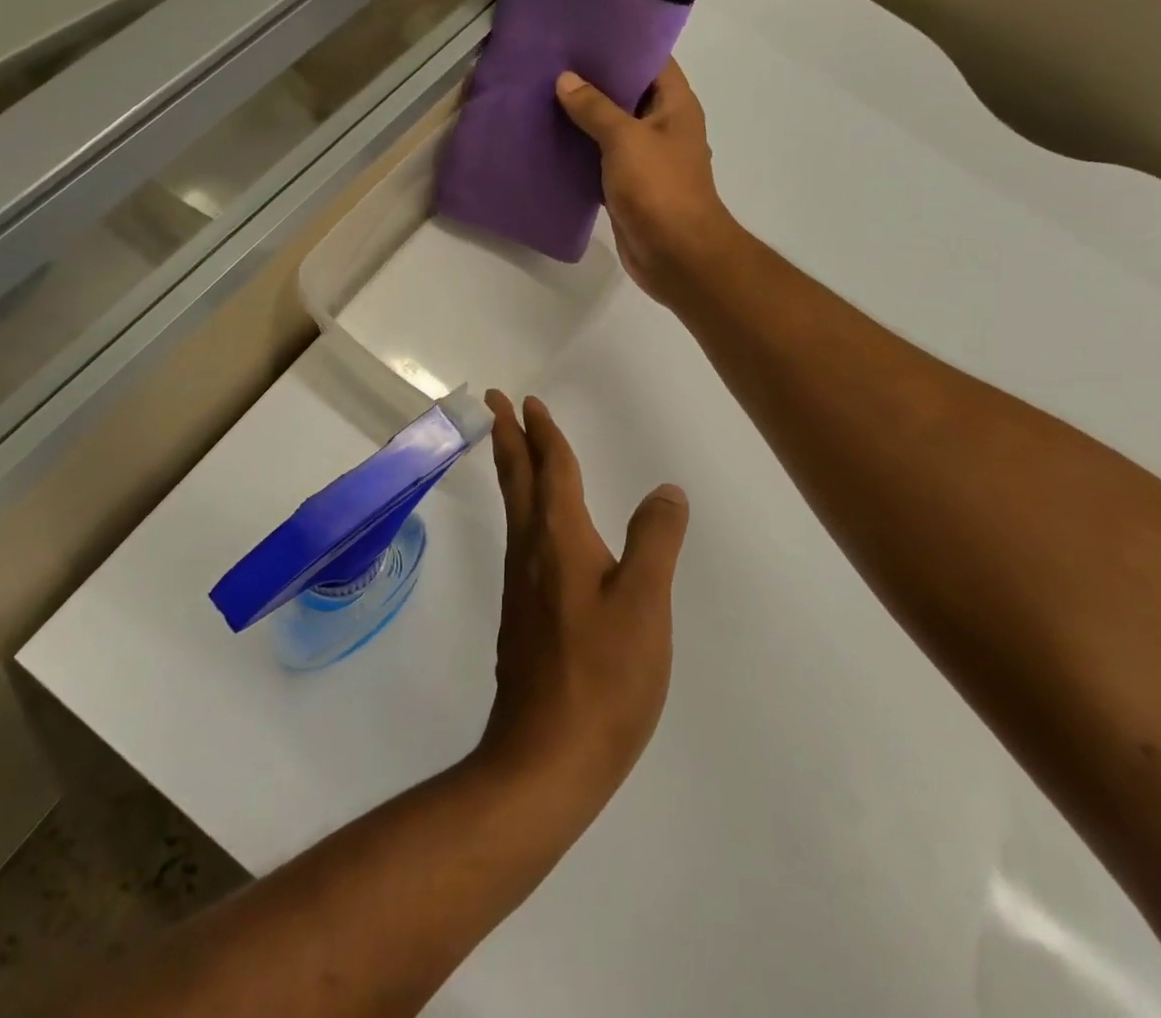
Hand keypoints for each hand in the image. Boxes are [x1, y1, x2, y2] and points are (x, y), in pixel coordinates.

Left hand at [476, 391, 687, 802]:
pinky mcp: (522, 617)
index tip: (526, 401)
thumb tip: (665, 489)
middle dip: (508, 437)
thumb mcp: (644, 604)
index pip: (550, 470)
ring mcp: (521, 587)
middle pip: (518, 480)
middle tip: (494, 403)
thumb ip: (655, 540)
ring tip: (513, 448)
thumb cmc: (602, 677)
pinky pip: (521, 540)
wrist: (546, 759)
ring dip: (514, 470)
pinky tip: (537, 528)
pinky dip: (523, 509)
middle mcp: (531, 553)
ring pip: (515, 510)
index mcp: (560, 540)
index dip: (542, 433)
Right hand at [556, 61, 738, 303]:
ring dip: (581, 117)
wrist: (676, 255)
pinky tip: (547, 140)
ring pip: (610, 129)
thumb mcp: (626, 139)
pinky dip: (579, 152)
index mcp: (675, 105)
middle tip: (550, 61)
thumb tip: (566, 80)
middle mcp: (662, 126)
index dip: (620, 43)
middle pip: (627, 93)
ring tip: (541, 94)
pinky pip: (600, 161)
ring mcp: (645, 159)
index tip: (582, 30)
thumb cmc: (660, 188)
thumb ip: (595, 108)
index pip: (650, 59)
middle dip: (592, 80)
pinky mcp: (628, 187)